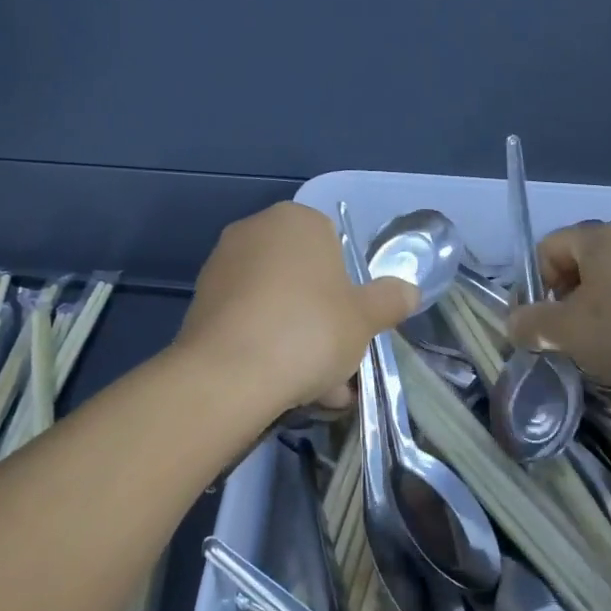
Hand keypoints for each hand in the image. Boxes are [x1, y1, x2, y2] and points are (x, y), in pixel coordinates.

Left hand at [175, 202, 418, 421]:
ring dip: (298, 340)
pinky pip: (248, 321)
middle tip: (340, 363)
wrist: (229, 374)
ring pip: (276, 304)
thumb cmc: (310, 330)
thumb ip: (389, 300)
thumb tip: (410, 290)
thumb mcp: (365, 318)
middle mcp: (255, 231)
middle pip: (303, 277)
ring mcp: (223, 266)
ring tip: (316, 390)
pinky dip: (266, 347)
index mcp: (297, 220)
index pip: (333, 243)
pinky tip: (282, 387)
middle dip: (323, 320)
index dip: (348, 285)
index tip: (354, 323)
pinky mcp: (201, 303)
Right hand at [505, 221, 610, 393]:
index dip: (536, 284)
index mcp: (599, 238)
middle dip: (568, 299)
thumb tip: (514, 324)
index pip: (548, 247)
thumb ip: (532, 325)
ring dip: (600, 310)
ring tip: (606, 346)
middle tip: (571, 335)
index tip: (541, 322)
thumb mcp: (568, 332)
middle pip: (582, 263)